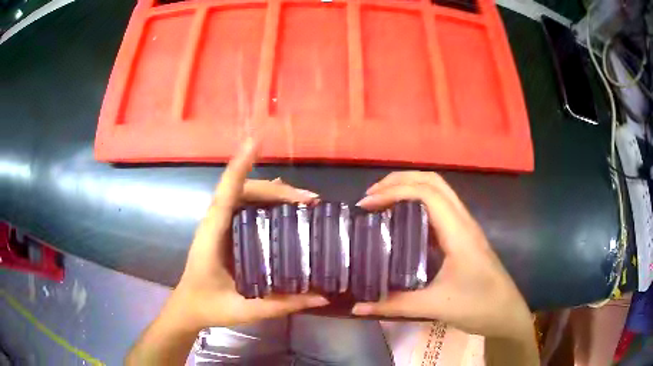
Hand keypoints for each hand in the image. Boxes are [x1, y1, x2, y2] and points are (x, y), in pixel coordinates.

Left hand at [164, 139, 328, 330]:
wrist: (188, 308)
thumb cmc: (208, 307)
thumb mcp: (245, 310)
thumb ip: (282, 305)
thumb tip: (324, 297)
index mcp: (212, 237)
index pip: (226, 194)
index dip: (240, 167)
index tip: (256, 142)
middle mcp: (215, 224)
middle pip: (243, 191)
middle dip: (277, 190)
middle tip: (310, 200)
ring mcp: (219, 226)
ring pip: (245, 196)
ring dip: (274, 194)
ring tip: (305, 201)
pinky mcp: (226, 232)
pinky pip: (246, 207)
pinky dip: (267, 203)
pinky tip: (287, 210)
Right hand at [353, 172, 532, 341]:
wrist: (506, 313)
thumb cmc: (478, 307)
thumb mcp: (435, 306)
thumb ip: (394, 305)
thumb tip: (358, 307)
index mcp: (458, 232)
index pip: (427, 193)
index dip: (394, 191)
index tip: (366, 204)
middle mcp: (463, 221)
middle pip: (433, 181)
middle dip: (400, 180)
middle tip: (371, 194)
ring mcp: (466, 227)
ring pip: (439, 191)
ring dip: (410, 187)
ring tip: (382, 201)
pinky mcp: (465, 237)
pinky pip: (441, 208)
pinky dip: (418, 202)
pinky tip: (403, 221)